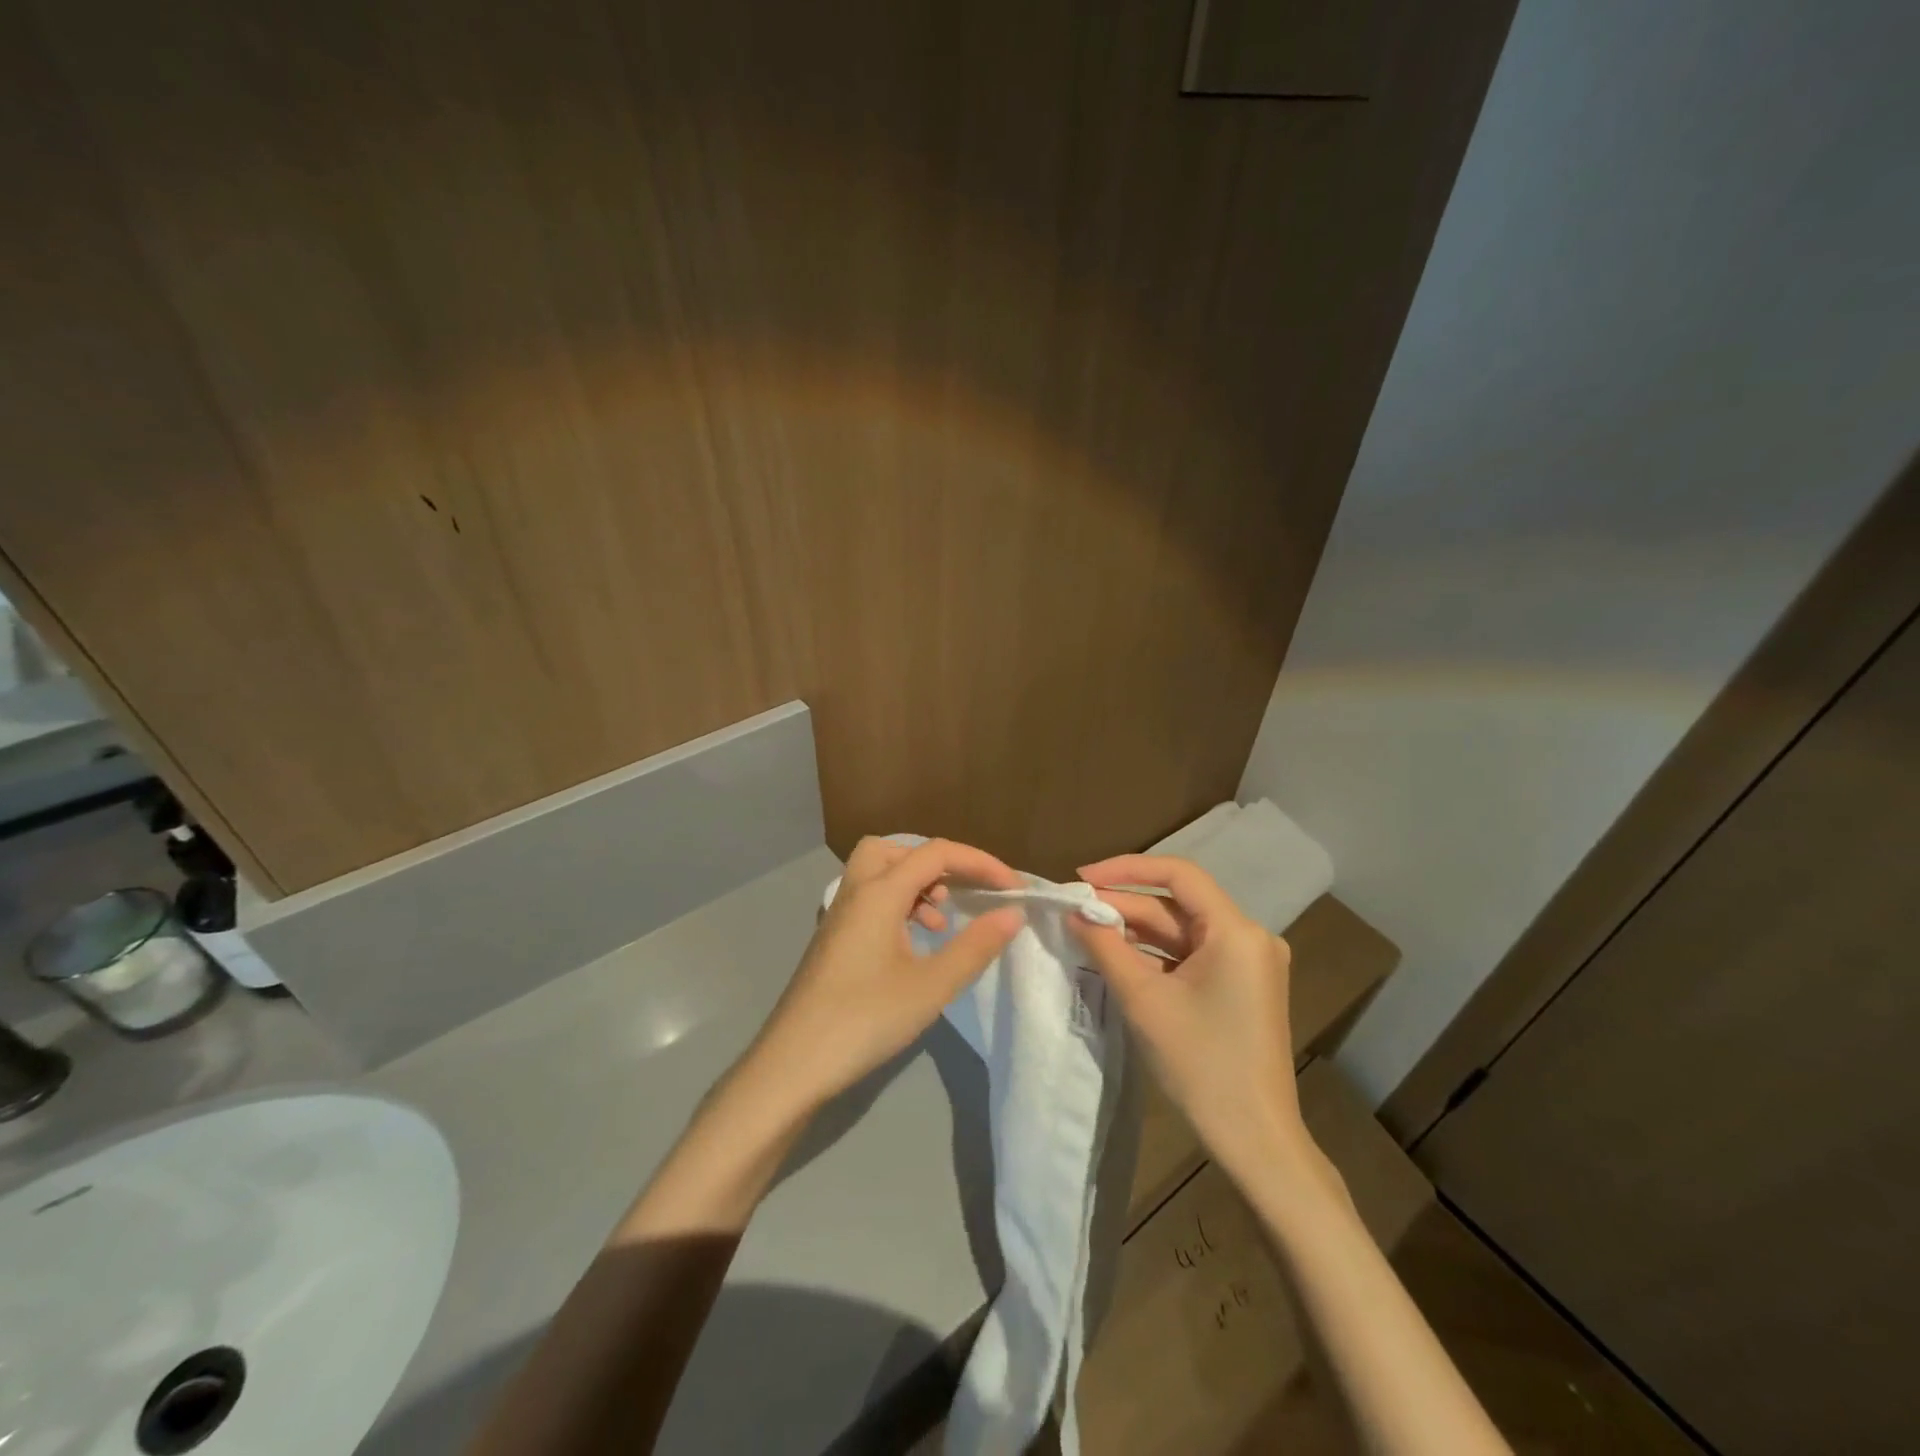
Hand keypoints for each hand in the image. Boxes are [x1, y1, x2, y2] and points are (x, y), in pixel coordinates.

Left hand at [745, 836, 1024, 1110]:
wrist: (793, 1065)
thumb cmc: (865, 1020)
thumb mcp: (931, 986)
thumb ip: (974, 946)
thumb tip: (1011, 913)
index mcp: (879, 893)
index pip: (935, 853)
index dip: (980, 863)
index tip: (1013, 889)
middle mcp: (855, 892)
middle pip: (895, 849)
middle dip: (935, 861)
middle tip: (962, 891)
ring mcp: (839, 916)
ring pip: (879, 873)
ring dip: (916, 884)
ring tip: (943, 920)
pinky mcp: (833, 939)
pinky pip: (870, 899)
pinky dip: (898, 905)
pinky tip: (914, 943)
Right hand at [1070, 855, 1306, 1175]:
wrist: (1255, 1141)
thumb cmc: (1200, 1064)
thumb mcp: (1143, 1000)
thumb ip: (1105, 946)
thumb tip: (1074, 912)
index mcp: (1236, 931)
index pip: (1178, 874)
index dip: (1126, 869)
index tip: (1082, 878)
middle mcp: (1250, 937)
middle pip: (1177, 906)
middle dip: (1124, 906)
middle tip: (1074, 910)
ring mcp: (1249, 963)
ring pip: (1182, 932)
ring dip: (1136, 931)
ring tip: (1087, 930)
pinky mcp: (1242, 986)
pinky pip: (1192, 956)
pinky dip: (1156, 955)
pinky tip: (1118, 957)